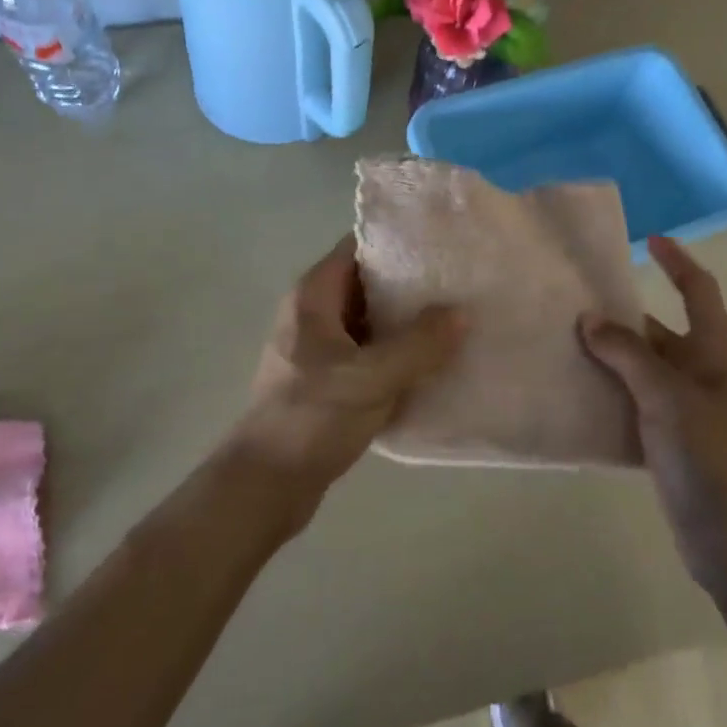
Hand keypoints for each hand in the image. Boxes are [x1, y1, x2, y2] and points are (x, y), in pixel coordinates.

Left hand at [235, 235, 463, 511]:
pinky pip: (367, 352)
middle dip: (409, 283)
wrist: (265, 485)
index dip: (397, 242)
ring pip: (370, 320)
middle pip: (367, 282)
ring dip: (405, 321)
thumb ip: (419, 344)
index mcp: (314, 295)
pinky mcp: (325, 379)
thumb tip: (461, 313)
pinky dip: (395, 352)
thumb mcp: (371, 378)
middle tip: (458, 284)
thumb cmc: (311, 418)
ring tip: (454, 319)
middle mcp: (313, 312)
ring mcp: (318, 347)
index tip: (440, 244)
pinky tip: (431, 361)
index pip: (358, 246)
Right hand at [579, 237, 726, 593]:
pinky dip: (609, 393)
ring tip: (563, 342)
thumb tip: (590, 319)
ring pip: (642, 368)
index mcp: (715, 352)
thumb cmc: (711, 457)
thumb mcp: (667, 397)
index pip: (699, 291)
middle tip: (574, 301)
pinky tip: (575, 393)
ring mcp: (687, 409)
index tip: (649, 240)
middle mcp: (702, 373)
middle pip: (660, 329)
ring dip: (609, 355)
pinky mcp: (671, 441)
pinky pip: (634, 403)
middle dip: (622, 315)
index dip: (677, 262)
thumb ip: (627, 354)